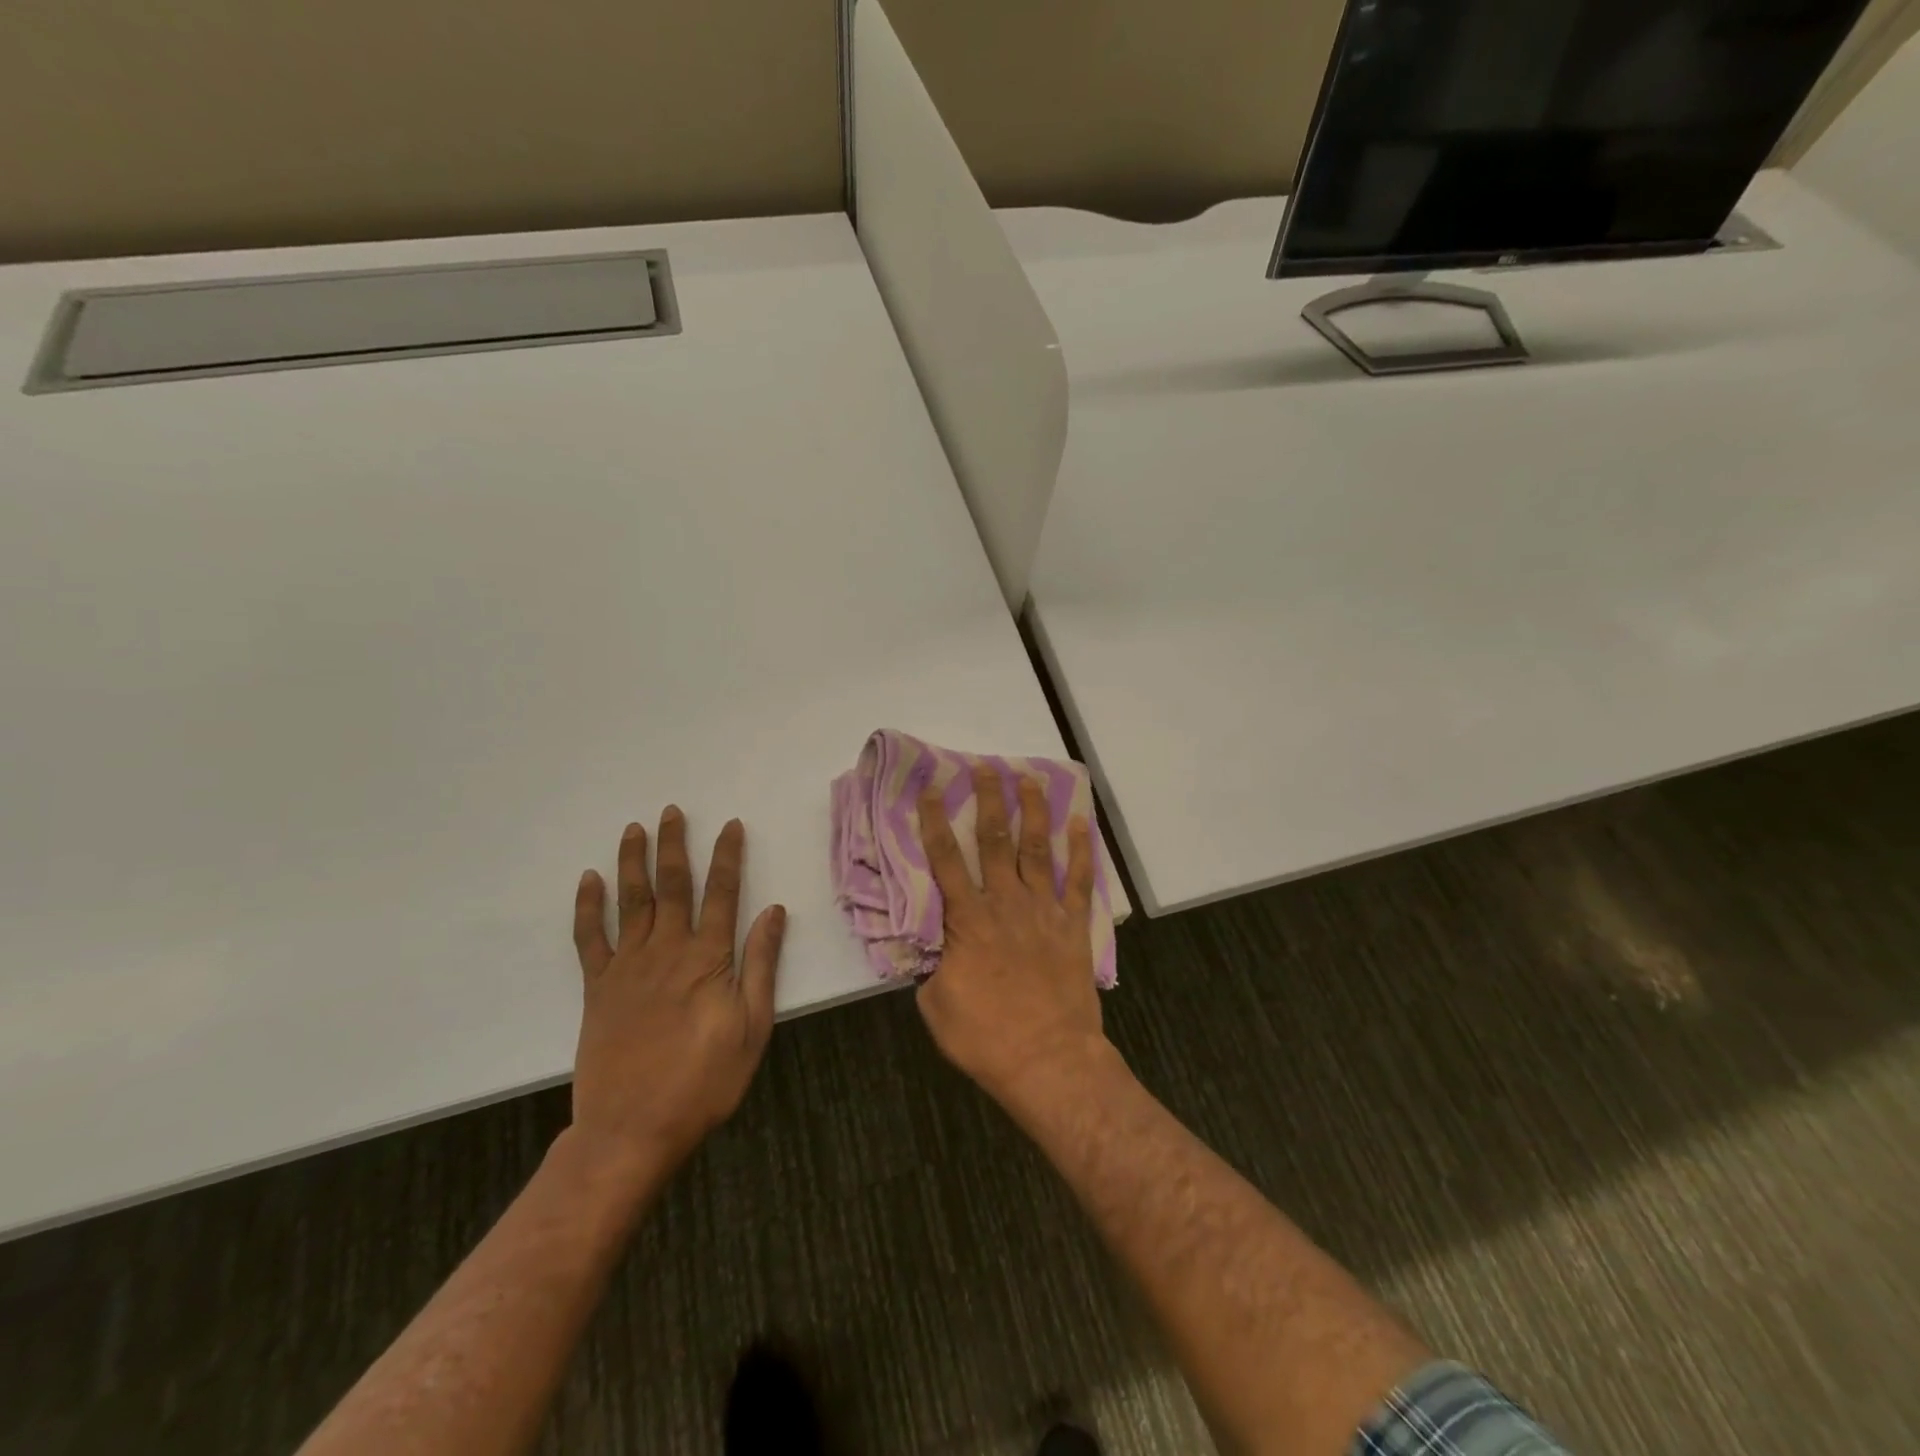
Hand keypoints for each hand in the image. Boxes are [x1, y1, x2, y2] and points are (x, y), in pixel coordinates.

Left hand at [567, 808, 785, 1181]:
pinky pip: (590, 938)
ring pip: (631, 901)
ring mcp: (627, 967)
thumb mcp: (752, 1027)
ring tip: (634, 829)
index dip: (728, 857)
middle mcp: (667, 951)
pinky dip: (588, 907)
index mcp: (708, 959)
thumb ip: (761, 965)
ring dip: (632, 862)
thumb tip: (774, 911)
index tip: (730, 825)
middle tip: (672, 811)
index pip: (722, 894)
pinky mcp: (597, 988)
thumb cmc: (704, 1081)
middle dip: (675, 845)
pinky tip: (589, 880)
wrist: (632, 1129)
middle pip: (672, 886)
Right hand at [916, 766, 1104, 1102]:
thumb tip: (929, 943)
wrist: (1048, 1059)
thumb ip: (932, 964)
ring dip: (1032, 811)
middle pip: (995, 840)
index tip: (932, 790)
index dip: (936, 823)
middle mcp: (1006, 903)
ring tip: (1029, 779)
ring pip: (1036, 849)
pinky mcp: (1073, 926)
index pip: (946, 860)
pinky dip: (1080, 850)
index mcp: (968, 920)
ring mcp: (1043, 911)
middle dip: (989, 800)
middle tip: (985, 767)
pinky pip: (1078, 880)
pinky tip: (1081, 824)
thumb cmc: (985, 1036)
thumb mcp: (935, 1004)